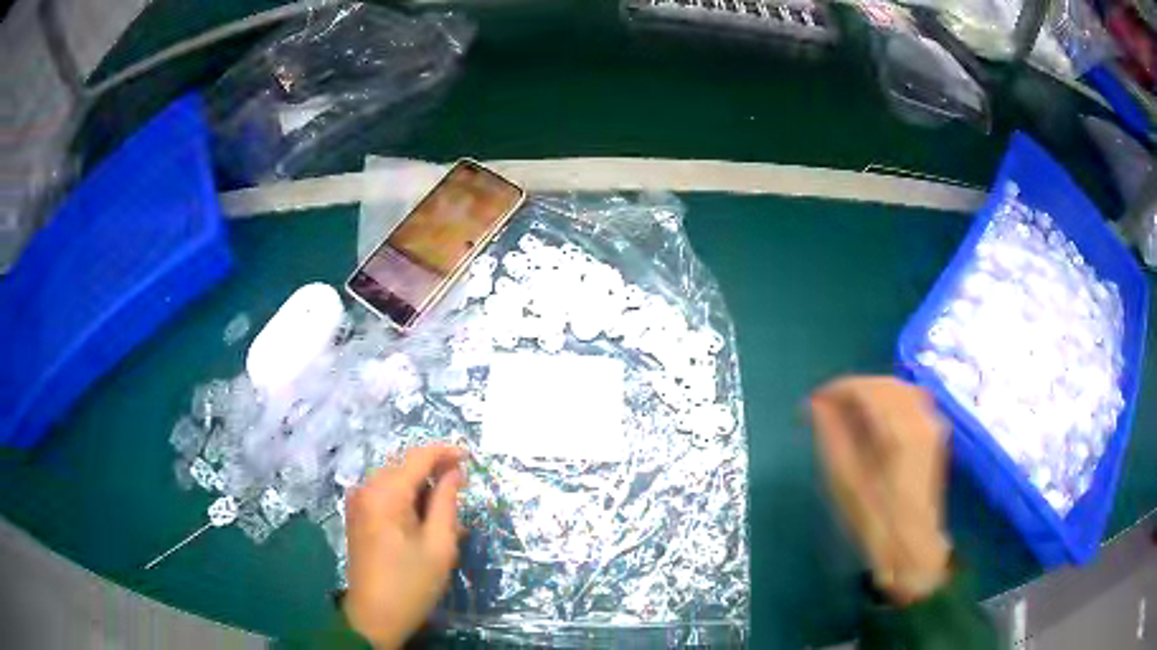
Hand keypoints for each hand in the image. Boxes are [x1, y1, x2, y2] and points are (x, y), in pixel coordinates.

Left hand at [343, 445, 465, 648]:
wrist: (374, 617)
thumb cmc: (411, 583)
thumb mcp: (439, 545)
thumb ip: (446, 502)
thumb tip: (453, 473)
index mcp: (384, 494)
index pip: (417, 457)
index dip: (445, 452)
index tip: (470, 457)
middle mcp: (366, 490)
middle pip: (404, 467)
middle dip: (433, 473)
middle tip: (461, 493)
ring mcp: (358, 503)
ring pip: (395, 481)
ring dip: (422, 490)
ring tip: (448, 514)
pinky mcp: (358, 517)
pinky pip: (385, 496)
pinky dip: (407, 501)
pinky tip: (426, 522)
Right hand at [809, 376, 951, 604]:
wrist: (911, 544)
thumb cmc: (874, 519)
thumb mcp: (844, 480)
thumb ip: (831, 436)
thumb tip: (816, 404)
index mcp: (899, 431)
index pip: (867, 389)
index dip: (838, 389)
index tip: (814, 400)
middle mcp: (921, 418)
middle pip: (886, 385)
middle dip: (855, 389)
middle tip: (828, 406)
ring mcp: (932, 424)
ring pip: (901, 389)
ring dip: (873, 393)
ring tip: (849, 411)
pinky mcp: (934, 433)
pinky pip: (911, 401)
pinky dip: (889, 401)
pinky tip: (874, 419)